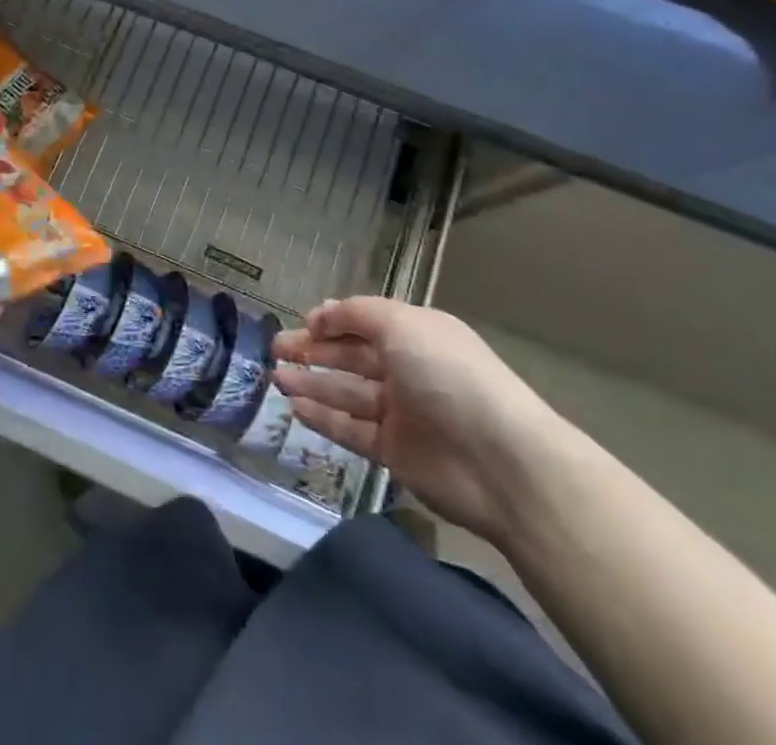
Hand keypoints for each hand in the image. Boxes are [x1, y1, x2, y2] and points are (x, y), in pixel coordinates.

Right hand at [273, 299, 568, 546]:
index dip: (333, 321)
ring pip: (346, 393)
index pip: (365, 322)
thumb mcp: (401, 324)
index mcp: (415, 334)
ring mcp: (401, 413)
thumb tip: (321, 315)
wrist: (500, 461)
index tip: (301, 322)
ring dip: (311, 382)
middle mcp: (407, 369)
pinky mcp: (394, 452)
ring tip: (276, 377)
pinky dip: (323, 417)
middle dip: (314, 350)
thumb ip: (356, 314)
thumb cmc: (448, 375)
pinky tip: (295, 408)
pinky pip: (351, 429)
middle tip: (276, 349)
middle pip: (351, 357)